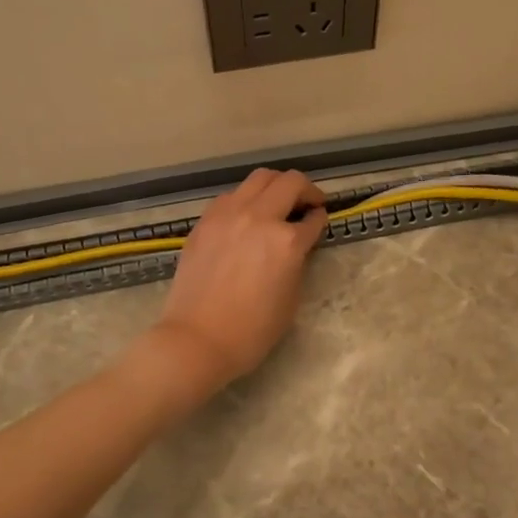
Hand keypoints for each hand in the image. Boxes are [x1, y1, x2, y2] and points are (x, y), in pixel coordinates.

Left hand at [151, 168, 328, 391]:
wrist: (197, 339)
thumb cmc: (252, 331)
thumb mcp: (291, 298)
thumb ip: (297, 262)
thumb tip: (297, 244)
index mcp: (287, 242)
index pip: (313, 218)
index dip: (321, 218)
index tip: (320, 220)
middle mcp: (259, 217)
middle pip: (290, 181)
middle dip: (305, 190)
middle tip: (308, 204)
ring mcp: (228, 214)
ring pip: (259, 178)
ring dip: (276, 186)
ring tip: (277, 203)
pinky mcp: (206, 220)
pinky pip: (232, 195)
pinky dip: (246, 199)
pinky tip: (246, 217)